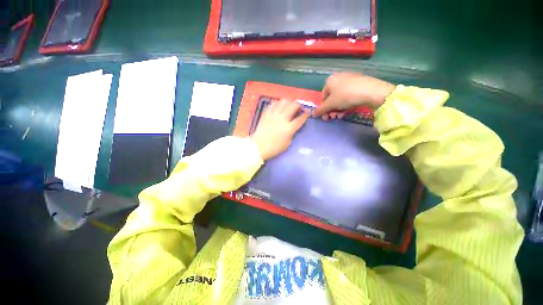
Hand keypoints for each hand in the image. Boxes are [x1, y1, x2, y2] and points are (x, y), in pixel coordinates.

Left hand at [251, 99, 309, 160]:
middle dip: (299, 105)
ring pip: (284, 101)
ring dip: (289, 102)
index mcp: (289, 128)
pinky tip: (279, 107)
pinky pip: (273, 103)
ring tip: (289, 106)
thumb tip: (294, 126)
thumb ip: (292, 133)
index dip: (306, 114)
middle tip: (299, 108)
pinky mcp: (266, 113)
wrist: (259, 146)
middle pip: (293, 105)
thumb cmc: (274, 147)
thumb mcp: (288, 143)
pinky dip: (278, 103)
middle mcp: (282, 118)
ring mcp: (273, 114)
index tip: (307, 113)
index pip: (300, 118)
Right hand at [313, 72, 395, 119]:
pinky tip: (348, 110)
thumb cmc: (345, 96)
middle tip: (334, 118)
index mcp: (329, 81)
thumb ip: (320, 110)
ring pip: (339, 98)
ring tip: (341, 116)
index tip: (327, 117)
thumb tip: (313, 114)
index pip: (323, 98)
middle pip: (331, 99)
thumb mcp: (330, 104)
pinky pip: (348, 95)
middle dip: (332, 110)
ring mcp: (349, 80)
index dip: (324, 109)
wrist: (370, 91)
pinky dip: (346, 104)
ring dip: (338, 109)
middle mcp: (338, 78)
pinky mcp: (358, 83)